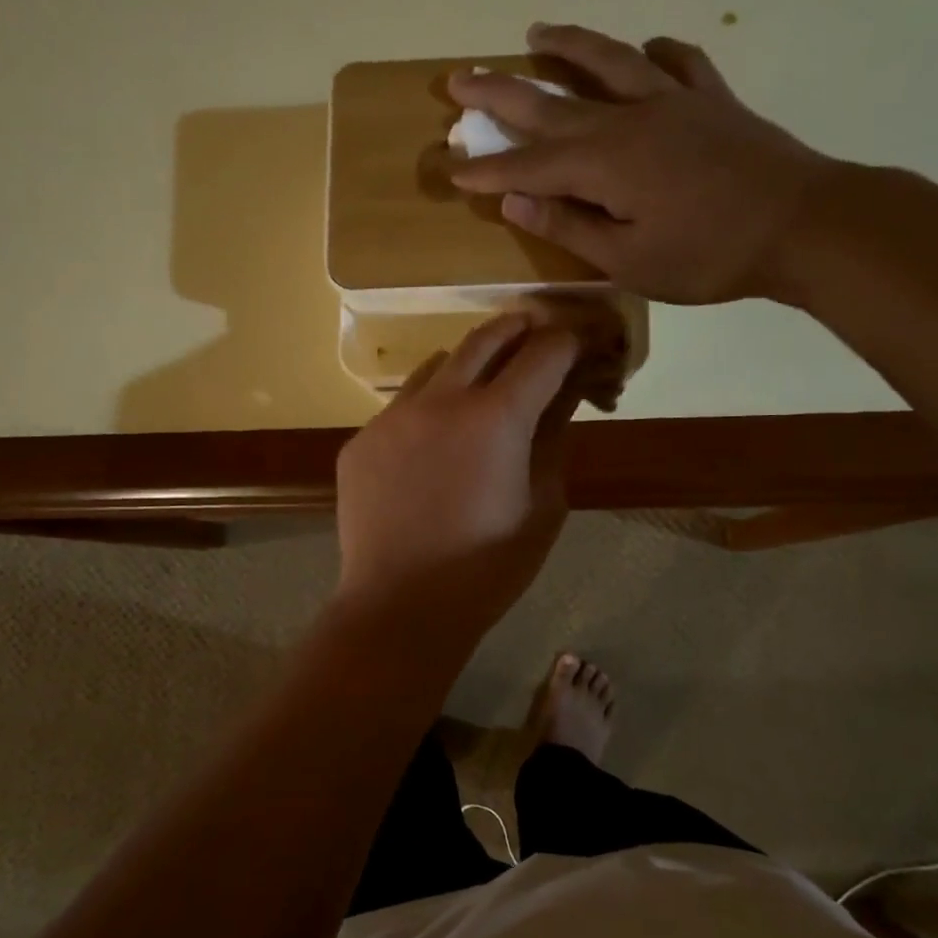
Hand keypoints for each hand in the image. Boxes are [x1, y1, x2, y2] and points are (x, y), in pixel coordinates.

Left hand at [335, 312, 579, 642]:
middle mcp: (440, 400)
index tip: (578, 347)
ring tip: (479, 387)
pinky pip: (400, 407)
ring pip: (435, 367)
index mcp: (496, 417)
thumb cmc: (487, 569)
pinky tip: (431, 446)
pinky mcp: (360, 442)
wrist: (400, 607)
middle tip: (534, 334)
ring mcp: (392, 418)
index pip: (543, 354)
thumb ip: (553, 442)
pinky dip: (427, 409)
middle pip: (485, 338)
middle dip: (518, 330)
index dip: (567, 344)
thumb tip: (561, 401)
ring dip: (466, 365)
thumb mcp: (543, 507)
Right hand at [448, 23, 848, 305]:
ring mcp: (672, 101)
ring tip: (535, 33)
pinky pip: (676, 62)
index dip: (487, 170)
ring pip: (608, 62)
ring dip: (567, 47)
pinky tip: (644, 49)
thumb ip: (570, 227)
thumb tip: (514, 202)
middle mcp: (629, 120)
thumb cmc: (709, 256)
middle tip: (458, 79)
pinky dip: (654, 53)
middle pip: (552, 102)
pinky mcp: (711, 100)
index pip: (529, 167)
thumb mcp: (629, 261)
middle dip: (499, 94)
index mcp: (605, 165)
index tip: (449, 169)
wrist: (803, 224)